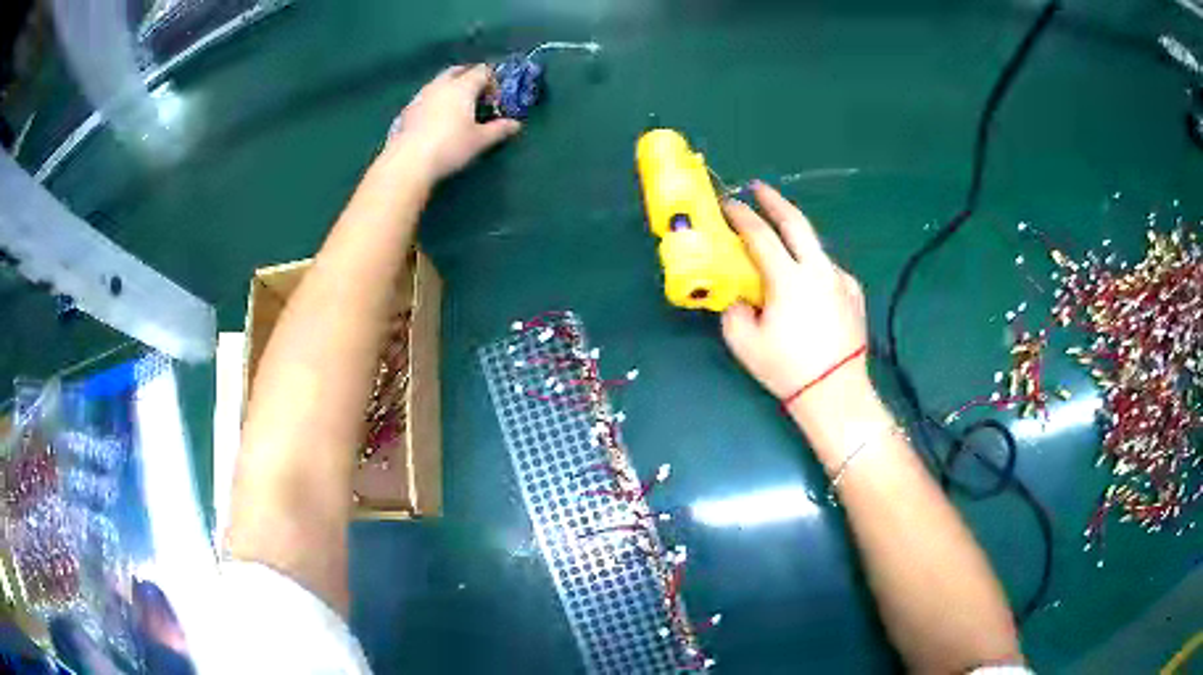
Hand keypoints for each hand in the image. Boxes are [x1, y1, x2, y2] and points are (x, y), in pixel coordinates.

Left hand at [385, 64, 521, 182]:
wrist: (408, 161)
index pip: (482, 71)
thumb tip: (515, 125)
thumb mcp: (480, 140)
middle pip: (458, 70)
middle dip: (470, 77)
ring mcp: (421, 95)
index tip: (496, 99)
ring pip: (440, 82)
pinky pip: (427, 96)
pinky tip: (437, 119)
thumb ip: (499, 129)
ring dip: (451, 88)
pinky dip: (436, 100)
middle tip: (478, 95)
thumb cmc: (450, 147)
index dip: (493, 81)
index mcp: (462, 86)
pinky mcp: (407, 110)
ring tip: (457, 107)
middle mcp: (441, 84)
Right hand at [721, 182, 870, 409]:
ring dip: (795, 238)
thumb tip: (738, 296)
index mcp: (789, 279)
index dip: (740, 216)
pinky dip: (813, 268)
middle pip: (796, 222)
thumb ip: (734, 310)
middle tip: (758, 188)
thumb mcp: (745, 343)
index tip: (727, 203)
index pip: (760, 235)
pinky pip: (828, 270)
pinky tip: (808, 285)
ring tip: (782, 245)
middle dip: (774, 200)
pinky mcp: (853, 292)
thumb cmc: (787, 369)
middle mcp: (818, 270)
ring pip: (814, 246)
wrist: (836, 392)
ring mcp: (840, 279)